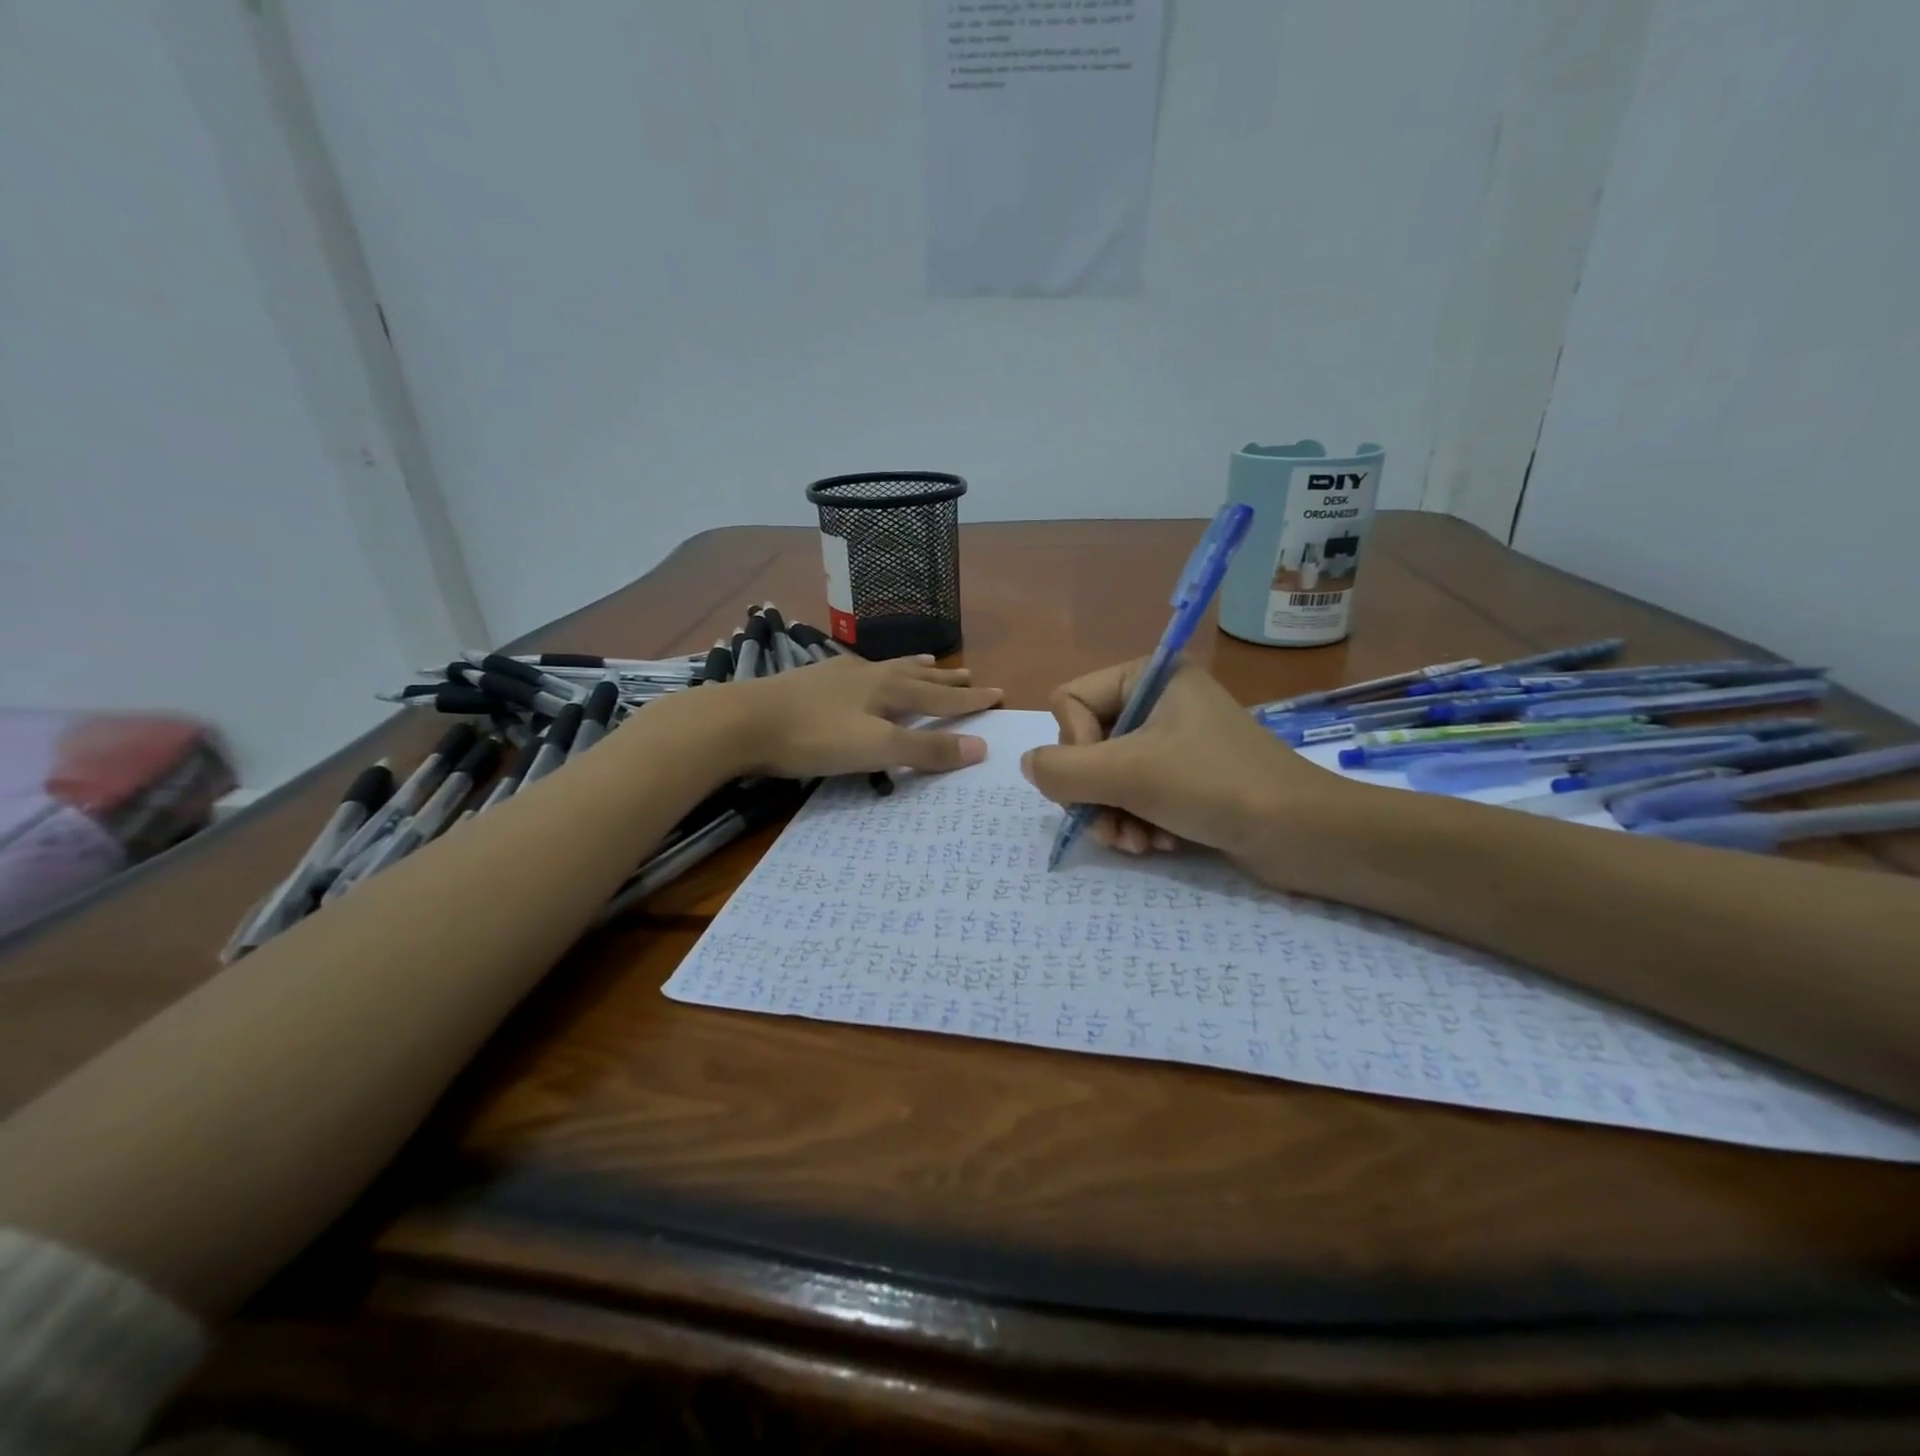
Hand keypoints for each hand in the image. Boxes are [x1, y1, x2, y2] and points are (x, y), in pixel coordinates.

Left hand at [721, 654, 1002, 778]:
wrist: (743, 721)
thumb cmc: (814, 737)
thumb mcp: (876, 748)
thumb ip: (926, 749)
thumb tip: (981, 748)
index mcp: (888, 689)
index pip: (940, 695)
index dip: (970, 698)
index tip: (998, 693)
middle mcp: (868, 675)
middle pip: (916, 675)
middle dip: (945, 678)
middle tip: (970, 673)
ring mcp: (837, 675)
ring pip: (887, 669)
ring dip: (913, 668)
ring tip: (929, 662)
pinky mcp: (812, 681)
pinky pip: (859, 672)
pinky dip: (878, 672)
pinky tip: (864, 673)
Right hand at [1019, 658, 1354, 863]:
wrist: (1305, 835)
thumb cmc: (1216, 786)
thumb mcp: (1129, 773)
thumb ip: (1062, 769)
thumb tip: (1027, 765)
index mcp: (1149, 676)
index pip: (1069, 702)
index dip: (1075, 746)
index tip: (1107, 777)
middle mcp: (1158, 702)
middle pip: (1085, 744)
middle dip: (1094, 794)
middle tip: (1114, 827)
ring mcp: (1173, 742)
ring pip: (1105, 776)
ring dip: (1113, 816)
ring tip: (1136, 844)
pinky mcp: (1186, 778)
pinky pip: (1134, 794)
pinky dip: (1136, 822)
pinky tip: (1155, 845)